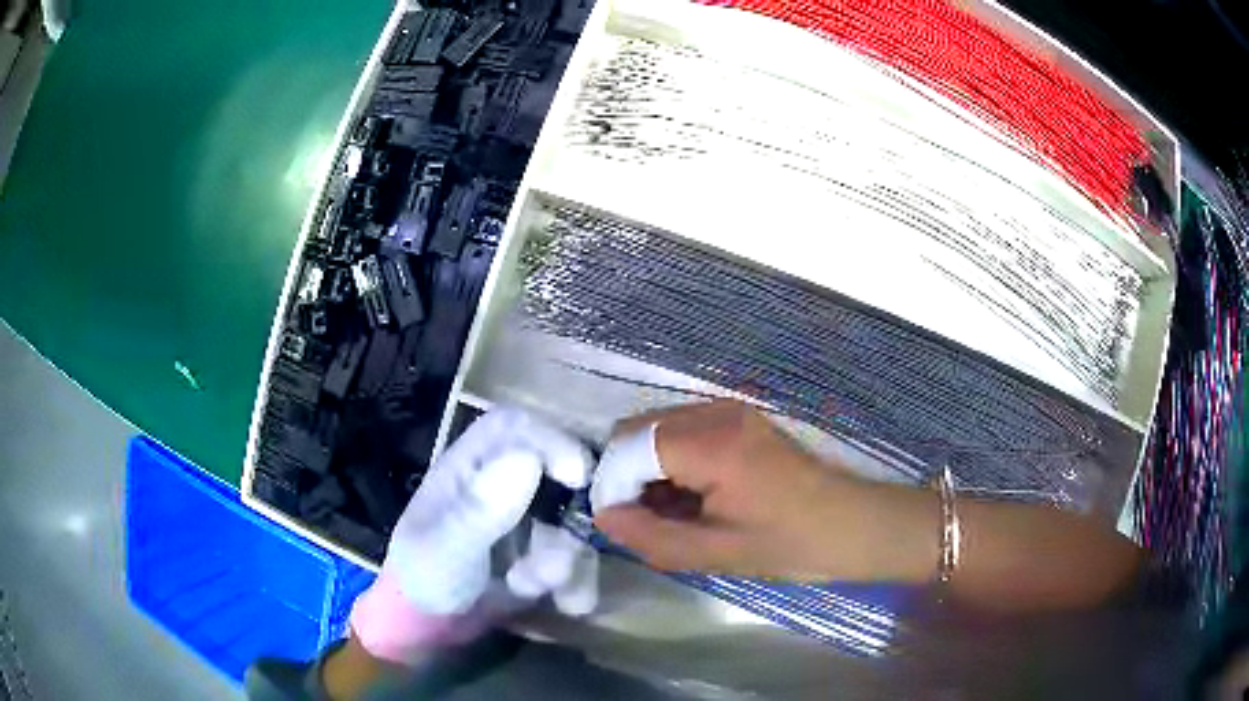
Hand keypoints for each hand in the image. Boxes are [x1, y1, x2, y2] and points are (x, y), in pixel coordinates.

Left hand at [350, 408, 597, 665]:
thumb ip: (480, 508)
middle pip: (557, 473)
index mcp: (469, 467)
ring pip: (570, 522)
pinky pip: (575, 557)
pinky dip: (575, 581)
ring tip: (536, 587)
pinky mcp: (541, 555)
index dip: (549, 439)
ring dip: (566, 558)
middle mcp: (502, 485)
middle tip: (573, 547)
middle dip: (569, 516)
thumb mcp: (446, 547)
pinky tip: (564, 603)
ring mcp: (524, 522)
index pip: (514, 427)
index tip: (577, 475)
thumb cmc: (424, 578)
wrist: (430, 631)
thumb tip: (528, 458)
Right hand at [591, 400, 939, 582]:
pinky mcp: (741, 418)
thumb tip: (604, 515)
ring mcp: (730, 410)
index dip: (611, 485)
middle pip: (638, 429)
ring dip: (648, 469)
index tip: (618, 523)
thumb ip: (651, 536)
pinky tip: (691, 498)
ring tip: (669, 514)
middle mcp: (715, 412)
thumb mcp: (716, 553)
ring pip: (658, 429)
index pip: (627, 446)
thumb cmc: (790, 543)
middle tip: (642, 520)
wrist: (853, 524)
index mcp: (710, 443)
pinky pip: (684, 431)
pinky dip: (672, 461)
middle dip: (626, 474)